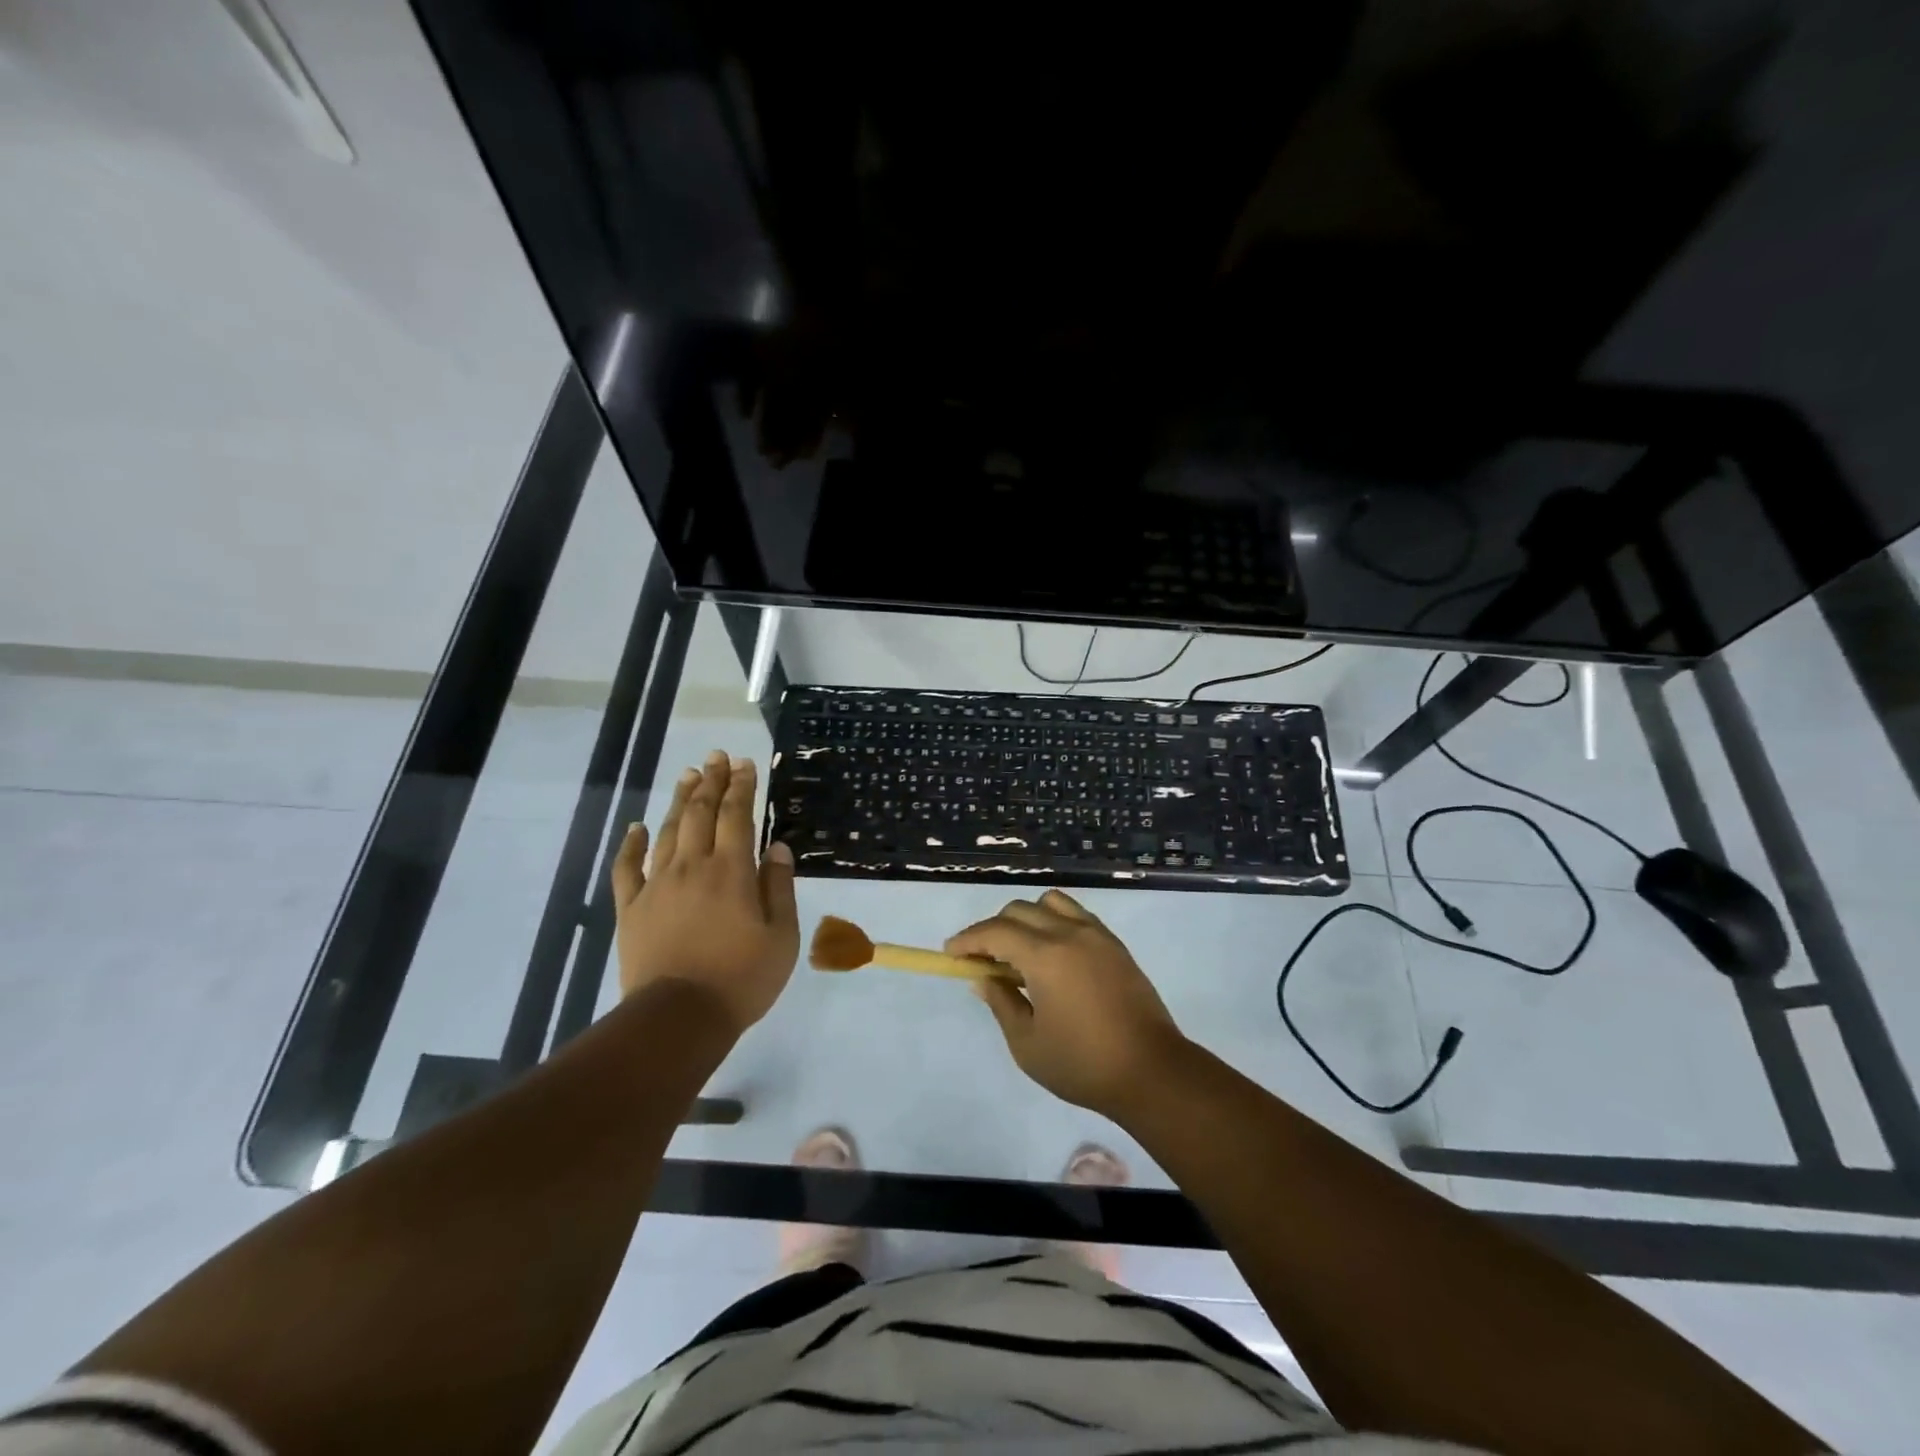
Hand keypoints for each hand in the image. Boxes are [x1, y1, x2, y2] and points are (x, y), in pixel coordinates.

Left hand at [612, 751, 799, 1034]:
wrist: (678, 1018)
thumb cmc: (741, 979)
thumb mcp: (781, 937)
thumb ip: (779, 888)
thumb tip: (778, 848)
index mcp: (732, 871)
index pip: (736, 816)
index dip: (741, 786)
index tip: (743, 764)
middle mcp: (693, 867)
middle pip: (700, 813)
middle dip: (710, 781)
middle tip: (716, 757)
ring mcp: (657, 885)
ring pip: (667, 831)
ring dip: (678, 800)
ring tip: (687, 775)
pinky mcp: (631, 908)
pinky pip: (627, 868)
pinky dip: (631, 844)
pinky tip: (636, 827)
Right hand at [946, 890, 1188, 1119]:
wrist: (1152, 1071)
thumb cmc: (1083, 1064)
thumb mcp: (1028, 1043)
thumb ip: (1001, 1003)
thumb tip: (982, 977)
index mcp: (1045, 956)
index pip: (995, 931)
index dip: (968, 939)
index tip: (951, 952)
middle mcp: (1069, 933)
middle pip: (1019, 910)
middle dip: (993, 929)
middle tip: (983, 960)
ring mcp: (1096, 935)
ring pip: (1050, 903)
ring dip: (1027, 918)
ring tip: (1021, 951)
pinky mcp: (1115, 944)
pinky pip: (1076, 914)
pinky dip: (1054, 921)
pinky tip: (1052, 953)